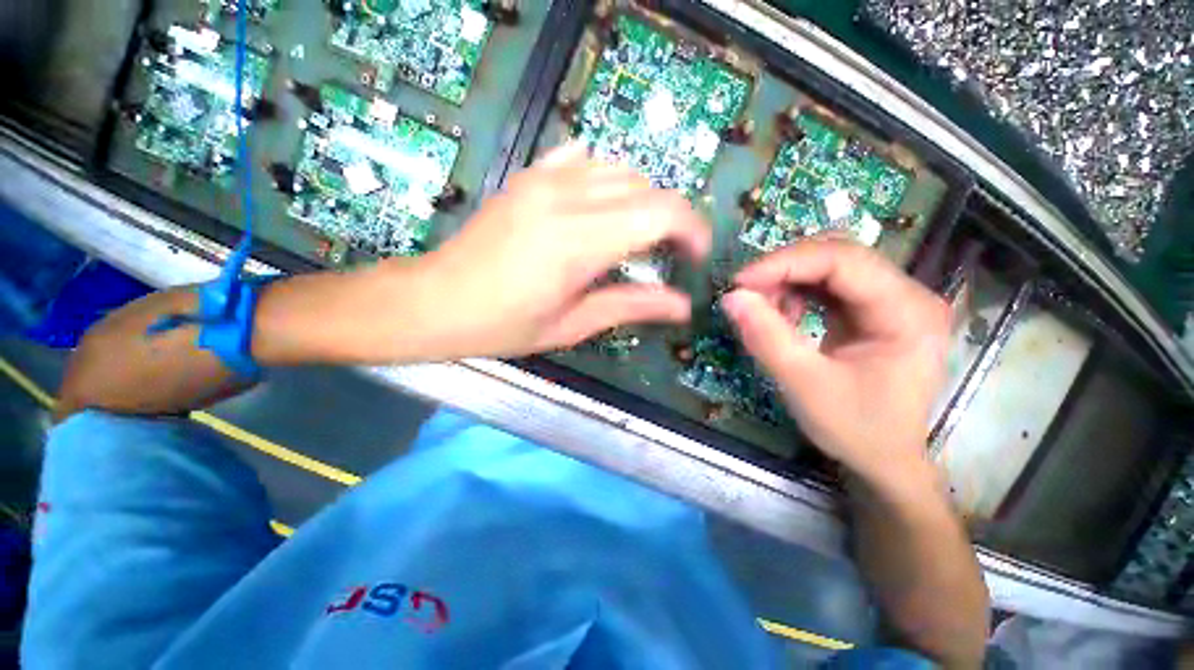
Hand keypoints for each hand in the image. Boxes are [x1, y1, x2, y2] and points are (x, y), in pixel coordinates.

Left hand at [409, 143, 710, 359]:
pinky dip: (606, 179)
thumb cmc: (503, 325)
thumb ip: (631, 306)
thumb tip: (681, 305)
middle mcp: (566, 197)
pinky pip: (582, 159)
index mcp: (579, 242)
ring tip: (635, 235)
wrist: (434, 301)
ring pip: (619, 169)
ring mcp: (543, 179)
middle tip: (665, 255)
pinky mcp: (528, 176)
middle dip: (670, 219)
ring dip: (641, 200)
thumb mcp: (571, 325)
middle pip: (646, 187)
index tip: (695, 257)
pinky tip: (599, 206)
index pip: (661, 213)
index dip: (692, 230)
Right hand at [721, 239, 949, 481]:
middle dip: (785, 270)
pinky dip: (798, 292)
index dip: (786, 263)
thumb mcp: (804, 385)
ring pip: (831, 266)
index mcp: (907, 312)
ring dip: (789, 280)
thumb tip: (731, 297)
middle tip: (747, 293)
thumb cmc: (855, 429)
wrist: (884, 459)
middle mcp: (908, 295)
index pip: (843, 261)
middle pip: (838, 256)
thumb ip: (766, 338)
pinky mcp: (874, 310)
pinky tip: (784, 314)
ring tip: (765, 309)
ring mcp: (892, 301)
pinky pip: (829, 284)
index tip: (740, 282)